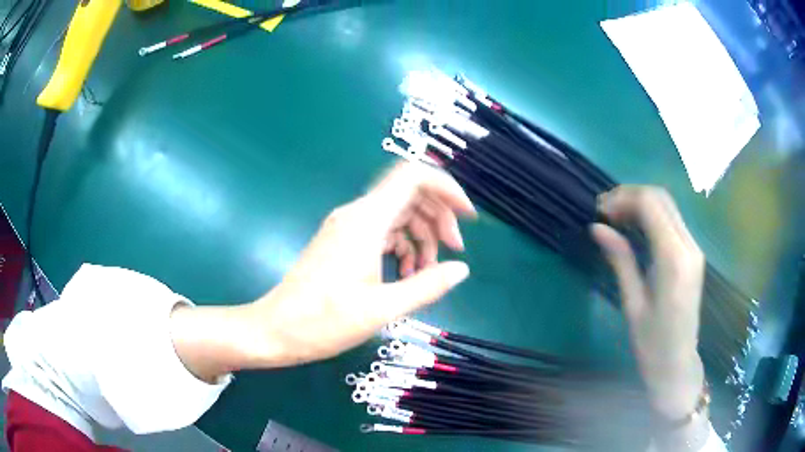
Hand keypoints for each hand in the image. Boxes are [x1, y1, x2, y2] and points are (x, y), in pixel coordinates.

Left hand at [240, 161, 475, 367]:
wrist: (276, 329)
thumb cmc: (324, 322)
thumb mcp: (383, 309)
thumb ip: (427, 286)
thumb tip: (462, 269)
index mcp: (366, 221)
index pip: (413, 176)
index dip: (446, 187)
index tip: (467, 216)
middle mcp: (357, 214)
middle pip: (410, 194)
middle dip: (439, 217)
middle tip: (455, 250)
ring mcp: (348, 226)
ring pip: (398, 213)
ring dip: (422, 235)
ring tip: (431, 271)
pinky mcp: (343, 240)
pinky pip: (383, 230)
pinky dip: (403, 245)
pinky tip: (408, 274)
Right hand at [592, 186, 704, 419]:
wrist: (678, 365)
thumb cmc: (652, 344)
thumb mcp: (633, 303)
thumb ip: (620, 259)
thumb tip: (597, 227)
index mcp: (674, 259)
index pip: (651, 204)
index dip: (622, 198)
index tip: (599, 211)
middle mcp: (689, 246)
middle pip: (661, 197)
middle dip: (630, 195)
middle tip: (604, 212)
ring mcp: (694, 248)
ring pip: (667, 205)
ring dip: (640, 203)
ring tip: (615, 217)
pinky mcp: (693, 254)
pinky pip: (672, 220)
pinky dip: (651, 215)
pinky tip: (634, 227)